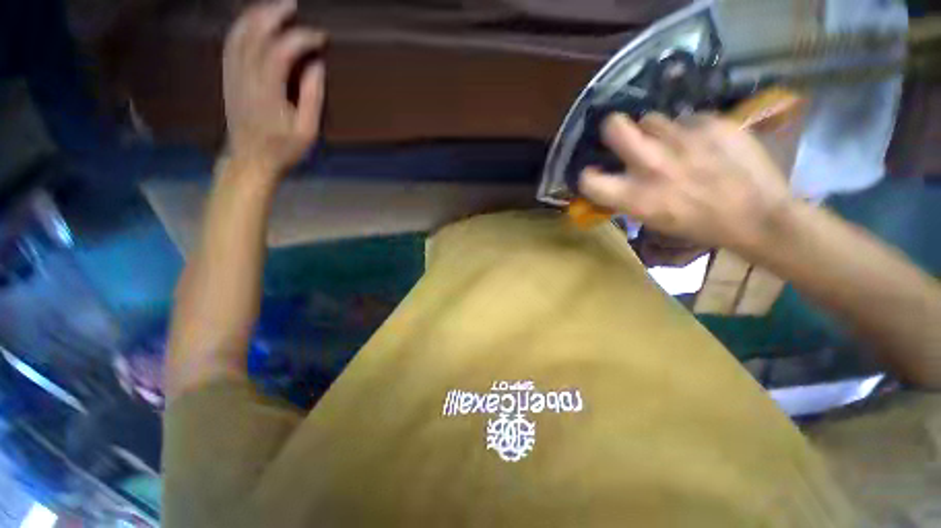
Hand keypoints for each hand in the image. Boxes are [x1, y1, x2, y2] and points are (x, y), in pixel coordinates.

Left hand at [223, 0, 325, 176]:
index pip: (282, 50)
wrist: (249, 159)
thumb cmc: (283, 149)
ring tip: (274, 7)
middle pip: (255, 33)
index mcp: (268, 90)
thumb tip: (317, 66)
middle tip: (293, 6)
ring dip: (256, 15)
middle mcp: (246, 75)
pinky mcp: (228, 77)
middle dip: (274, 14)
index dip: (302, 38)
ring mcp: (233, 74)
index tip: (320, 38)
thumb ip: (312, 97)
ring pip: (240, 34)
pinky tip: (252, 22)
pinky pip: (231, 43)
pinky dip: (242, 27)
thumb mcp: (307, 131)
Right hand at [579, 113, 793, 252]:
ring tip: (673, 143)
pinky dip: (688, 129)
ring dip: (655, 131)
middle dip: (613, 128)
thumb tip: (617, 177)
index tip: (596, 173)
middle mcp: (652, 164)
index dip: (588, 175)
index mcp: (635, 197)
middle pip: (614, 126)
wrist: (759, 215)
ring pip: (652, 118)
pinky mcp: (711, 123)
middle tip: (624, 136)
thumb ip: (629, 196)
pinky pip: (686, 118)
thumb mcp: (653, 219)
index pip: (589, 179)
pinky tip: (704, 143)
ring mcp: (682, 140)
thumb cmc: (700, 224)